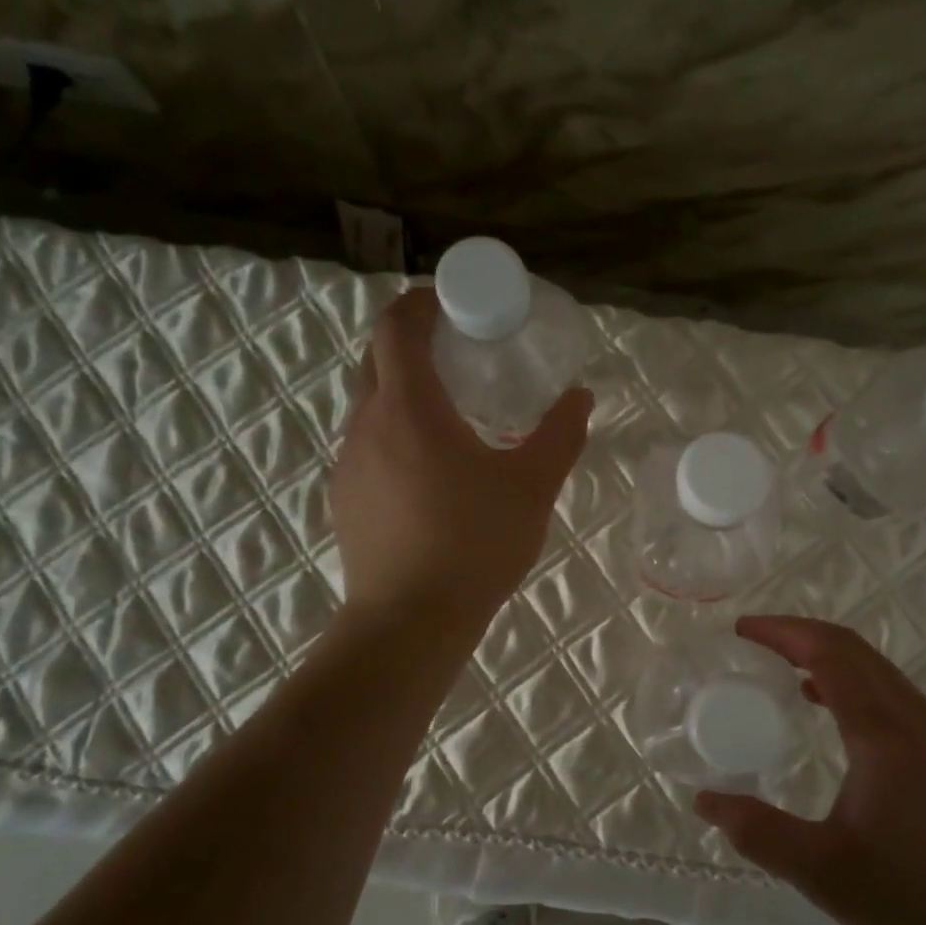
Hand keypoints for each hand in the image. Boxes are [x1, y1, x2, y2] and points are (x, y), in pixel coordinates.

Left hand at [330, 287, 591, 629]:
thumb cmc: (474, 544)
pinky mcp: (344, 498)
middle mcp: (366, 423)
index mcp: (409, 407)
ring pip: (370, 404)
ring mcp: (348, 463)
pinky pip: (368, 445)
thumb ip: (560, 435)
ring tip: (450, 415)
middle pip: (377, 358)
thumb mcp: (532, 487)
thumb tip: (581, 397)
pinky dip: (394, 434)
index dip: (422, 303)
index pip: (397, 326)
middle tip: (460, 354)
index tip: (454, 303)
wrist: (409, 621)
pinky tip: (429, 472)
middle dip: (413, 343)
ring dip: (404, 392)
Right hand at [694, 616, 925, 924]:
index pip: (829, 653)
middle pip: (855, 649)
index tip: (742, 630)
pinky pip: (894, 694)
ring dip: (830, 657)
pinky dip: (854, 683)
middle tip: (756, 643)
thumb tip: (705, 801)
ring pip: (879, 670)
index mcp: (883, 732)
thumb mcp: (822, 870)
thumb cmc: (915, 897)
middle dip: (802, 635)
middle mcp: (915, 717)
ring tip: (787, 673)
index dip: (783, 632)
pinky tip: (836, 716)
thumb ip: (759, 832)